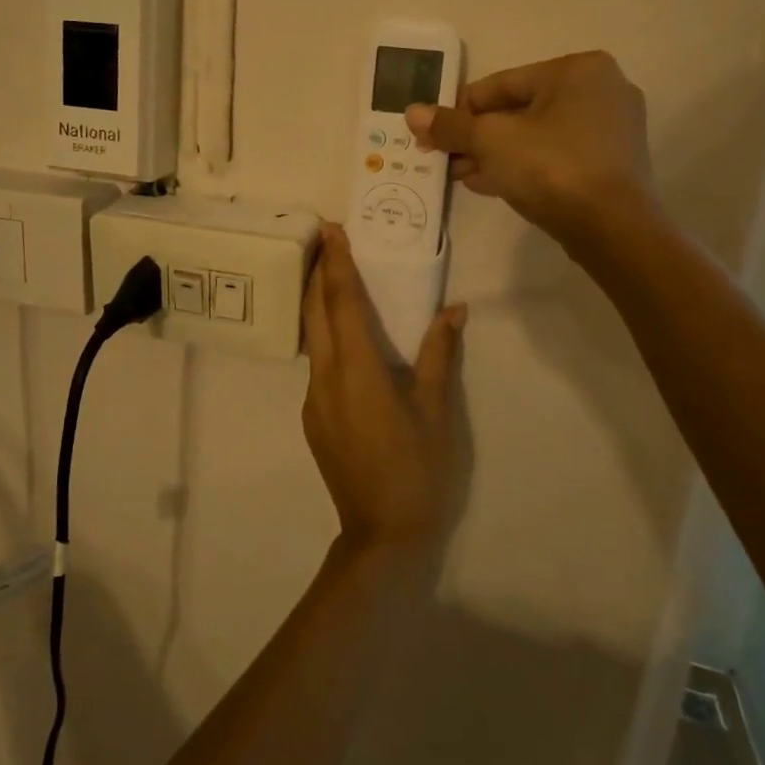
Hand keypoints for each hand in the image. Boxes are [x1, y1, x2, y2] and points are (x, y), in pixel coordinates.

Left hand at [301, 225, 465, 557]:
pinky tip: (342, 336)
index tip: (330, 230)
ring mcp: (314, 399)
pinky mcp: (314, 416)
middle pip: (315, 313)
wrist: (381, 534)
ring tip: (331, 275)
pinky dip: (324, 335)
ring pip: (311, 337)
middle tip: (325, 239)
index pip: (342, 303)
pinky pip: (316, 363)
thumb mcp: (436, 411)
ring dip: (318, 302)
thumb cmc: (418, 470)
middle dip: (318, 272)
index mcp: (357, 370)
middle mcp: (326, 377)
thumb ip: (438, 355)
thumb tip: (453, 310)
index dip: (336, 264)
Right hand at [406, 51, 657, 249]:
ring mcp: (611, 128)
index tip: (431, 132)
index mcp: (577, 70)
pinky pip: (555, 155)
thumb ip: (451, 125)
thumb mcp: (491, 141)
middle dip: (475, 135)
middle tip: (441, 156)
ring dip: (493, 153)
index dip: (459, 109)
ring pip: (535, 135)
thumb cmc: (551, 167)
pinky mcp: (611, 162)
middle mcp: (601, 90)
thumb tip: (412, 113)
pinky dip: (521, 164)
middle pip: (518, 110)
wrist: (613, 229)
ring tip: (457, 173)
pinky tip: (487, 183)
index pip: (501, 84)